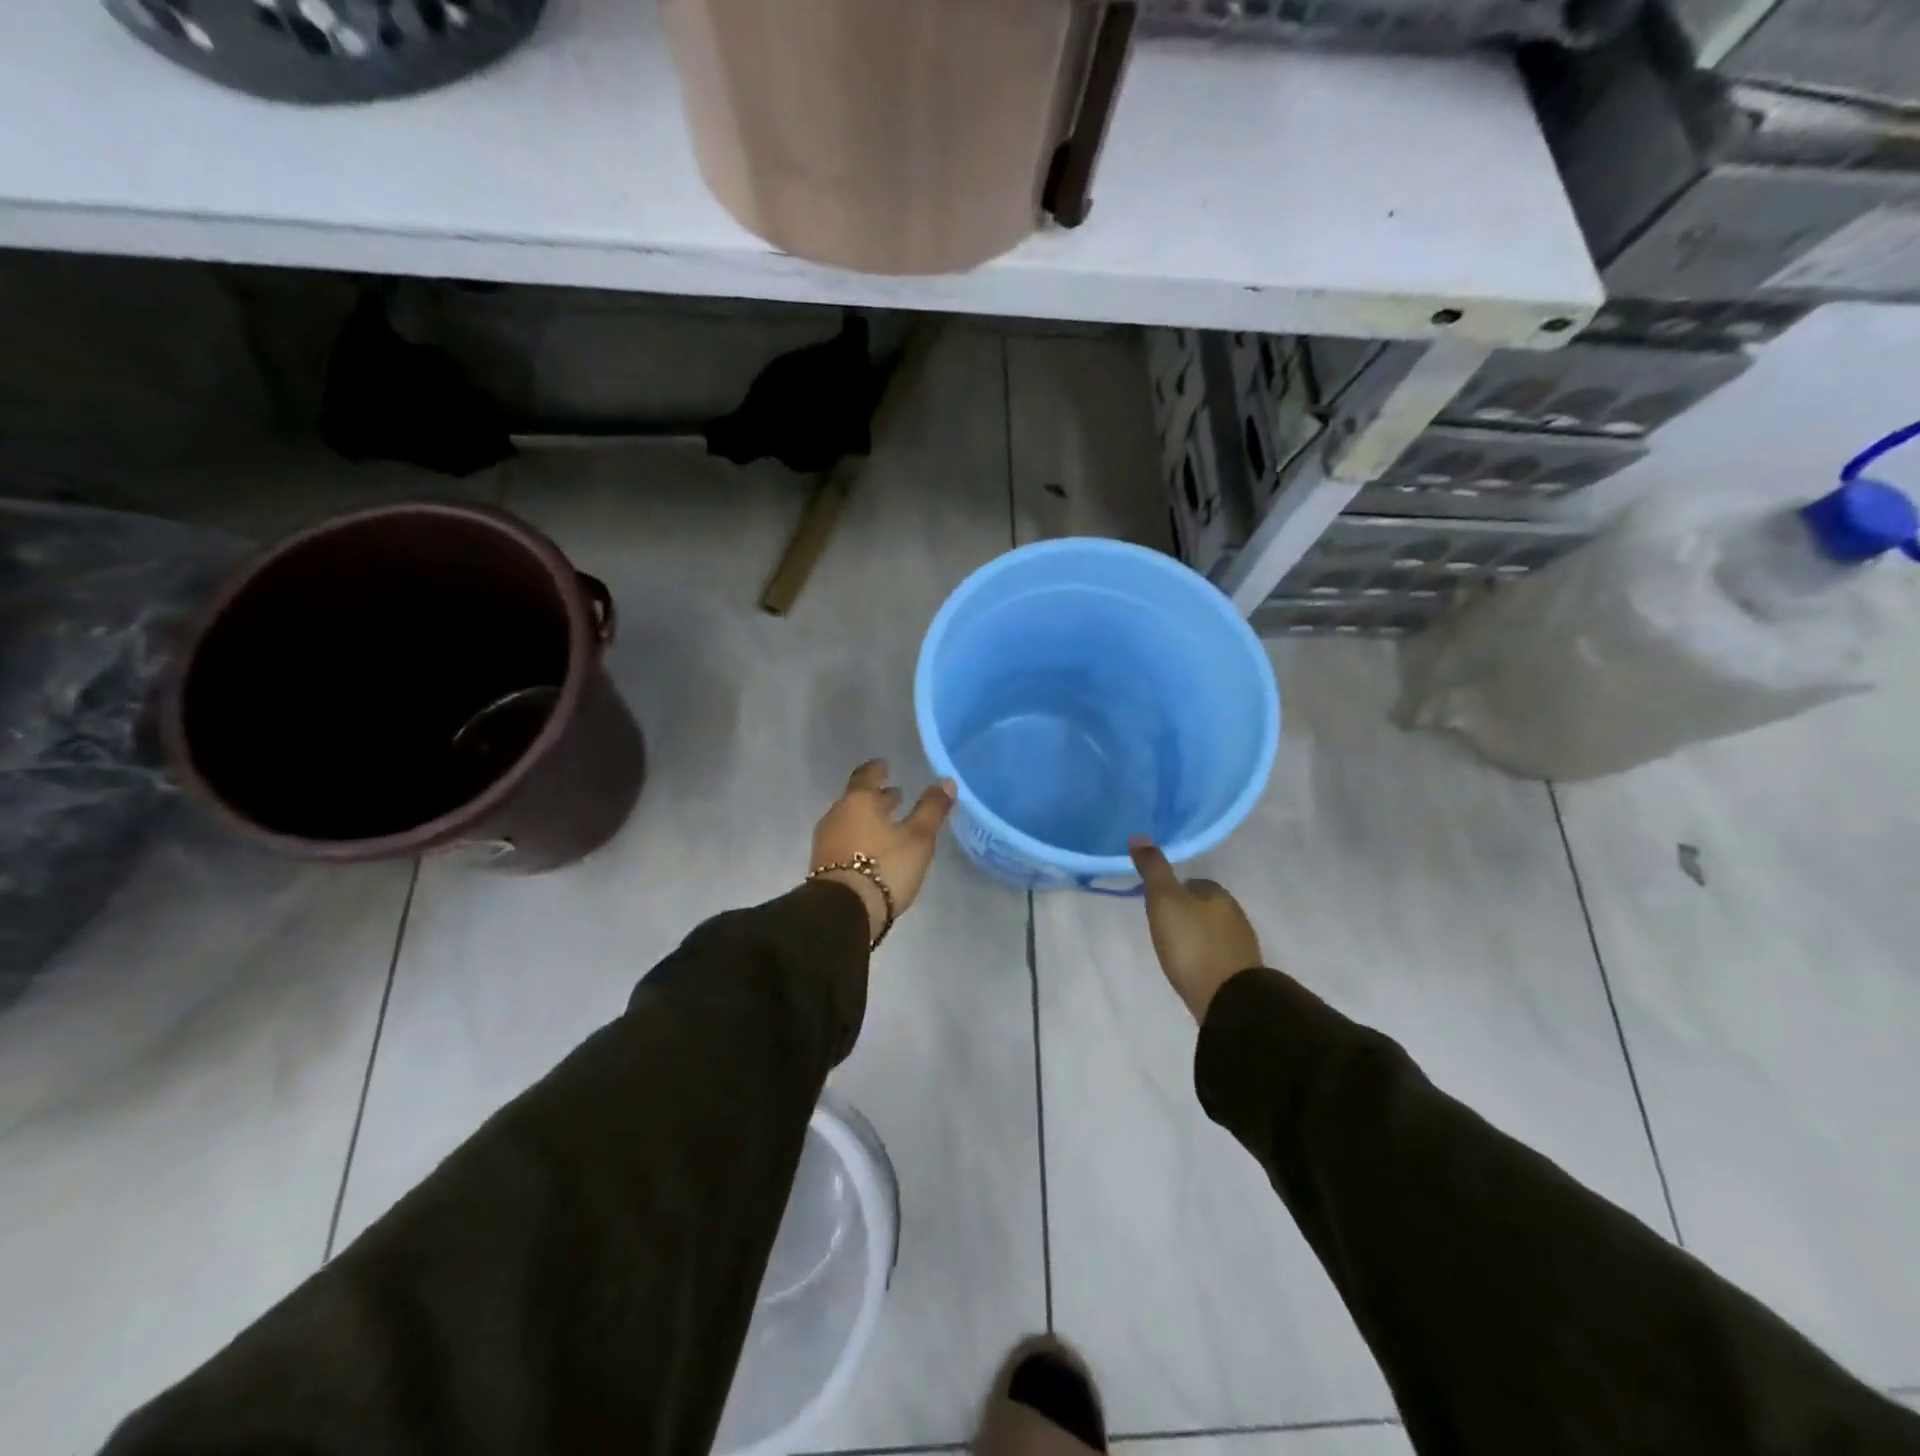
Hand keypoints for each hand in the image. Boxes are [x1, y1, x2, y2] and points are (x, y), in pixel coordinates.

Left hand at [811, 760, 956, 941]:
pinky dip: (860, 837)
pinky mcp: (823, 865)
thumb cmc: (884, 866)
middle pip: (857, 800)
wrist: (843, 911)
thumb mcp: (918, 838)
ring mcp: (826, 841)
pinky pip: (844, 840)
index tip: (885, 766)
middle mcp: (837, 815)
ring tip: (888, 825)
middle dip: (877, 797)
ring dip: (869, 819)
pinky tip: (874, 850)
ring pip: (850, 820)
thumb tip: (945, 782)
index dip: (877, 770)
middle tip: (895, 796)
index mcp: (858, 801)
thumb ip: (931, 809)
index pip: (866, 776)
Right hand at [1130, 836, 1262, 1021]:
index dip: (1173, 891)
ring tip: (1174, 950)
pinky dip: (1205, 957)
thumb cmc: (1192, 944)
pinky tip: (1192, 968)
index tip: (1156, 904)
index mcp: (1218, 894)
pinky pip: (1218, 956)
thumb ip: (1153, 869)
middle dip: (1186, 914)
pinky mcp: (1242, 974)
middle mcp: (1236, 915)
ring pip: (1213, 932)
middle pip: (1204, 907)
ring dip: (1196, 937)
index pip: (1193, 883)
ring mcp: (1242, 946)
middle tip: (1162, 928)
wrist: (1228, 1000)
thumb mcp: (1164, 900)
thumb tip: (1139, 836)